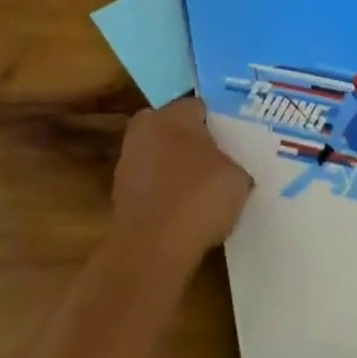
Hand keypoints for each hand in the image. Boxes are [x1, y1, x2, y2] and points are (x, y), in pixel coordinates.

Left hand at [111, 98, 250, 268]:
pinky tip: (181, 215)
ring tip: (199, 195)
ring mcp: (128, 160)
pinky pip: (149, 186)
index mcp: (174, 113)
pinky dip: (162, 195)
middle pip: (175, 130)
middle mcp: (146, 127)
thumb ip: (234, 165)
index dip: (217, 126)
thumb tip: (231, 171)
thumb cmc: (199, 199)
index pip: (200, 109)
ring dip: (174, 171)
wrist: (152, 249)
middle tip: (215, 167)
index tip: (231, 145)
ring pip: (159, 158)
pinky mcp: (118, 193)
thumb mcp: (237, 179)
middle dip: (191, 145)